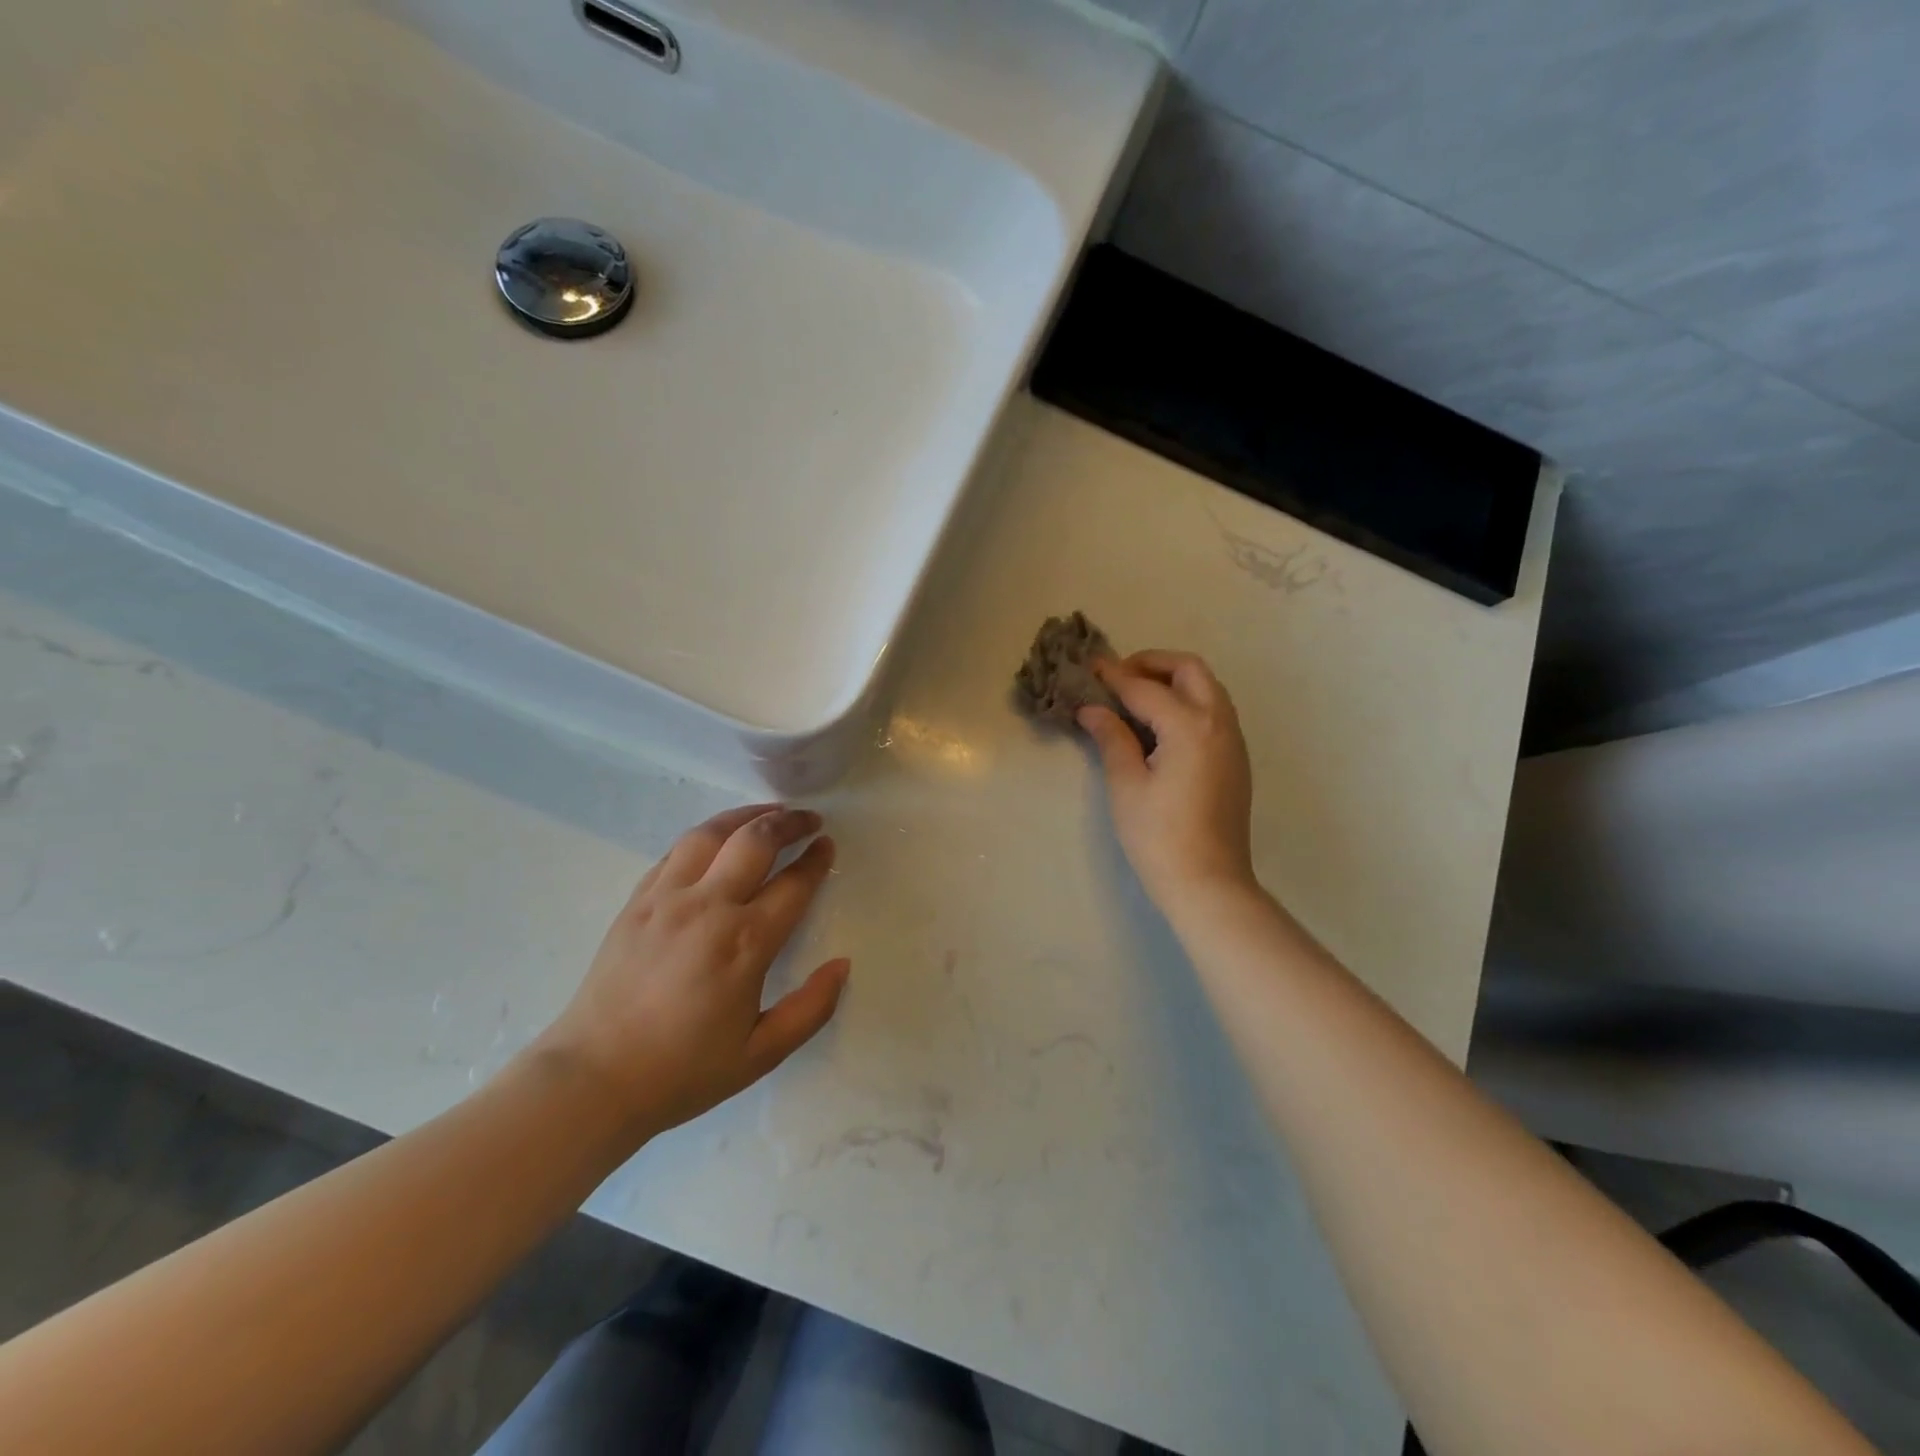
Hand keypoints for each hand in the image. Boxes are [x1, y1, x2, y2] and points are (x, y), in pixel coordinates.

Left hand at [536, 805, 848, 1141]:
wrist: (593, 1079)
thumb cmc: (683, 1071)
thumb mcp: (760, 1054)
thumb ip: (810, 1009)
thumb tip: (842, 964)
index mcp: (745, 943)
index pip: (793, 884)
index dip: (816, 860)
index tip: (828, 845)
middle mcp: (708, 907)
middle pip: (756, 841)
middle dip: (789, 822)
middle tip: (809, 819)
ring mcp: (667, 898)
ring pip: (712, 833)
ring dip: (746, 815)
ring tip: (768, 813)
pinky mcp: (636, 901)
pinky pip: (675, 851)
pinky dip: (705, 836)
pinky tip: (716, 839)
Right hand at [1078, 651, 1255, 908]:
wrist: (1209, 883)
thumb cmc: (1159, 837)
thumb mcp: (1126, 785)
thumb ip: (1112, 738)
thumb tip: (1092, 709)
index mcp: (1190, 726)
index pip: (1145, 688)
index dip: (1114, 676)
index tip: (1089, 668)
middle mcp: (1219, 723)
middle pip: (1190, 670)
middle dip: (1153, 664)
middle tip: (1119, 677)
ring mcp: (1233, 741)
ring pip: (1207, 689)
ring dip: (1173, 681)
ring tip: (1136, 699)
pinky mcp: (1235, 760)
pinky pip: (1214, 712)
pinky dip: (1187, 702)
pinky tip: (1160, 727)